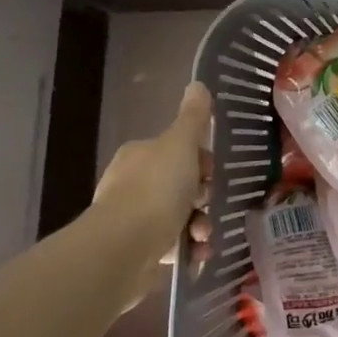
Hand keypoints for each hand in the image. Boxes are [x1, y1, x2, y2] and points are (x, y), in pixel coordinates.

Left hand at [91, 81, 213, 265]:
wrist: (122, 250)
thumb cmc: (155, 189)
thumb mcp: (180, 145)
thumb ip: (193, 117)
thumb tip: (197, 83)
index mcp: (139, 155)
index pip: (177, 151)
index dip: (201, 160)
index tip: (214, 172)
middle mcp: (131, 184)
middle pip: (180, 185)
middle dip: (202, 196)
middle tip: (211, 204)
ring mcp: (132, 219)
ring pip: (179, 216)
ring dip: (199, 225)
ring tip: (204, 235)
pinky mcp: (136, 252)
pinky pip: (172, 246)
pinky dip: (188, 248)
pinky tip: (197, 253)